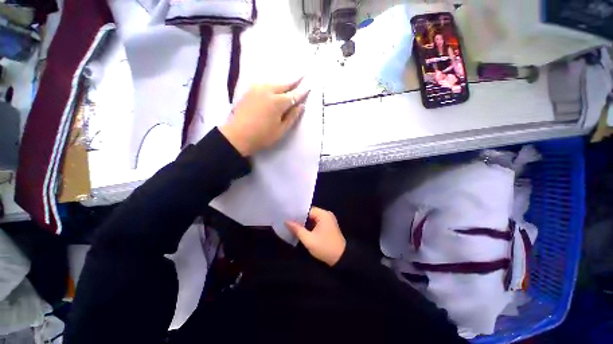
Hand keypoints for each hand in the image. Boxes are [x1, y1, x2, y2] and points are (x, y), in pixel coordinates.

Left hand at [220, 79, 309, 156]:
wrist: (237, 136)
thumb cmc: (262, 136)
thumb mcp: (281, 130)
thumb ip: (292, 117)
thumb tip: (301, 106)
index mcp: (277, 102)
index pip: (294, 94)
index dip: (302, 92)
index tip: (308, 87)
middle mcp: (268, 91)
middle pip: (284, 84)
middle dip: (294, 81)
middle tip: (302, 75)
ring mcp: (257, 89)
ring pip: (274, 83)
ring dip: (283, 83)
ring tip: (290, 82)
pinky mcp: (249, 90)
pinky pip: (265, 85)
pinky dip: (273, 85)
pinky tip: (275, 87)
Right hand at [285, 207, 346, 266]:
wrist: (341, 259)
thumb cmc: (325, 247)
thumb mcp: (309, 240)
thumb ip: (297, 229)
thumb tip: (286, 221)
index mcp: (323, 214)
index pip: (307, 210)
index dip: (297, 214)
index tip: (287, 217)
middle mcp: (326, 214)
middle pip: (310, 213)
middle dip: (300, 219)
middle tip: (288, 222)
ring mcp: (328, 220)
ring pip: (313, 218)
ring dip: (305, 223)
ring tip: (293, 226)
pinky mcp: (328, 226)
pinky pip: (316, 222)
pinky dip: (310, 226)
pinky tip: (302, 230)